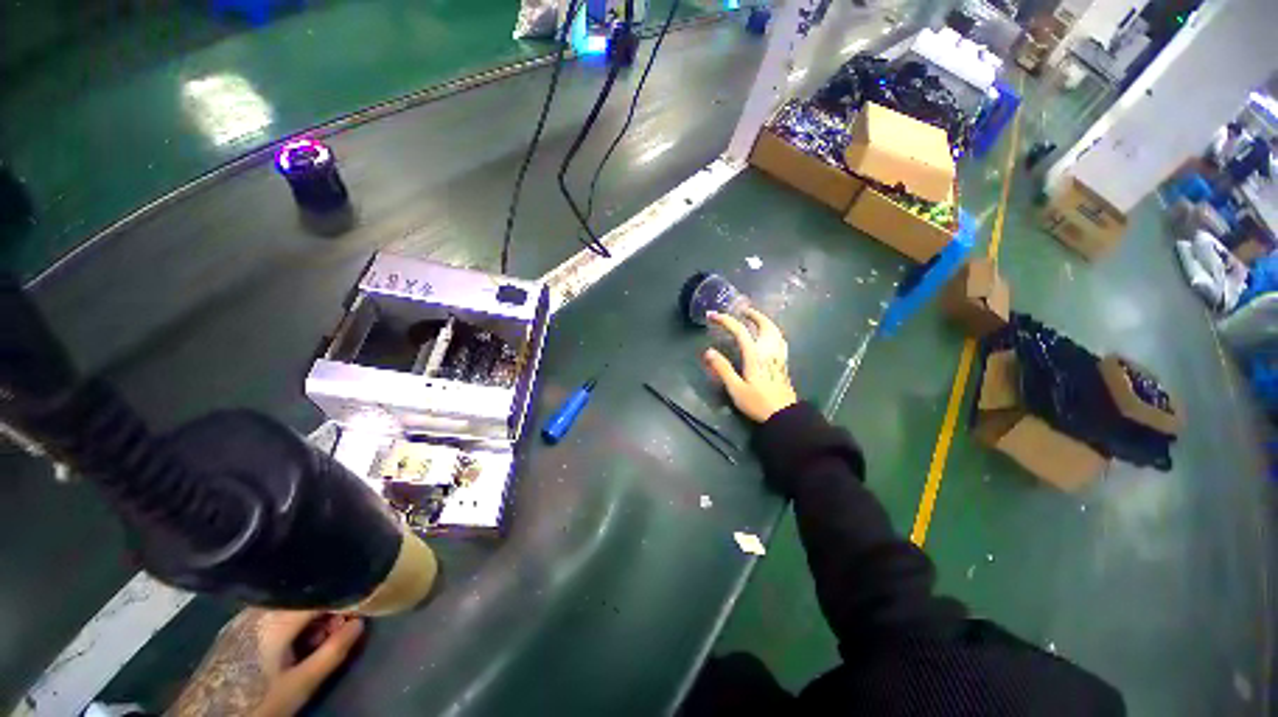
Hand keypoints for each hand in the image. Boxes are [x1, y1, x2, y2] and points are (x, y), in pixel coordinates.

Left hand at [168, 609, 364, 716]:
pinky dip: (290, 625)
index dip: (345, 597)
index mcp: (277, 617)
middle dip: (327, 610)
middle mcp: (259, 609)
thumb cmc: (256, 700)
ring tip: (317, 642)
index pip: (321, 592)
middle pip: (304, 597)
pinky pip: (271, 615)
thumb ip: (333, 650)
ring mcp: (243, 618)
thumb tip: (361, 622)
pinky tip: (291, 647)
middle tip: (340, 632)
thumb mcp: (301, 684)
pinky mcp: (233, 630)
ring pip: (288, 606)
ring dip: (309, 618)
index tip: (361, 608)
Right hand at [703, 308, 797, 422]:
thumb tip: (708, 351)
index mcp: (755, 356)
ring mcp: (778, 356)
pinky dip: (772, 330)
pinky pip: (779, 339)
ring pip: (775, 330)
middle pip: (764, 325)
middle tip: (741, 310)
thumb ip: (722, 369)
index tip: (712, 315)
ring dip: (764, 320)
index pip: (740, 331)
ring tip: (754, 318)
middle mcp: (768, 351)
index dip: (726, 320)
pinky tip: (770, 335)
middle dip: (752, 314)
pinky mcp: (782, 362)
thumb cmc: (758, 403)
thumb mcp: (736, 388)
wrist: (784, 415)